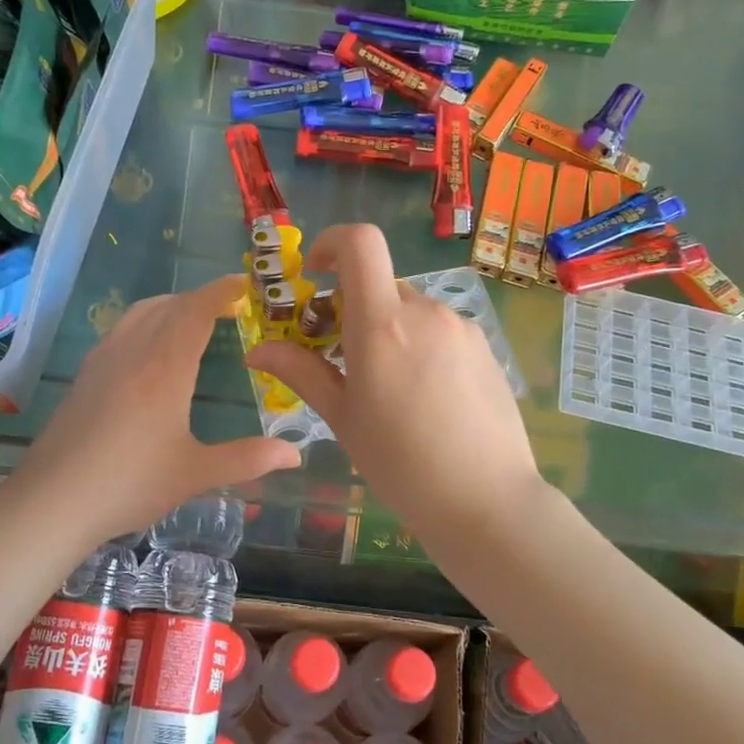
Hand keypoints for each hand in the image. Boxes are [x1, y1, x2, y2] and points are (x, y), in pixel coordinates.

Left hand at [12, 275, 301, 541]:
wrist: (52, 501)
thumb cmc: (130, 484)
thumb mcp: (195, 474)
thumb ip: (247, 459)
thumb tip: (296, 454)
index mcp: (166, 367)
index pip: (196, 311)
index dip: (221, 292)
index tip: (242, 284)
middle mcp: (133, 352)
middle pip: (169, 305)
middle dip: (200, 298)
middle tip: (227, 306)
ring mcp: (103, 361)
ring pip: (140, 313)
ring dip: (170, 306)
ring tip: (191, 319)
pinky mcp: (84, 376)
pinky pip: (121, 330)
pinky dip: (145, 321)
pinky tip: (148, 350)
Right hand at [247, 224, 545, 542]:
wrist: (486, 501)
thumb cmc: (400, 463)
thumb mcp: (342, 417)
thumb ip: (301, 372)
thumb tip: (257, 349)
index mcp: (382, 323)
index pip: (360, 242)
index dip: (331, 243)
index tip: (315, 275)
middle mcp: (425, 311)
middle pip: (379, 283)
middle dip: (352, 306)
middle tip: (341, 356)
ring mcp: (460, 327)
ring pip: (409, 309)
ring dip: (387, 329)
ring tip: (387, 387)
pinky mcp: (484, 347)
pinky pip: (439, 329)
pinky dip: (418, 344)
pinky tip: (424, 396)